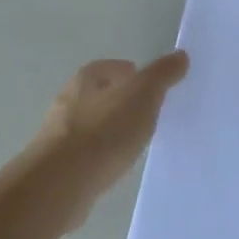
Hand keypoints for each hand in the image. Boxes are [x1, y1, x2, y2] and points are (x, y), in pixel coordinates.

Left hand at [34, 52, 189, 198]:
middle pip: (96, 95)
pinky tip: (114, 166)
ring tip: (134, 140)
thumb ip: (162, 75)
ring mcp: (58, 136)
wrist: (60, 183)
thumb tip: (181, 55)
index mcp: (84, 80)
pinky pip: (85, 154)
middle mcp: (66, 103)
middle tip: (146, 111)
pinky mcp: (58, 166)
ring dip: (109, 129)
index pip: (106, 67)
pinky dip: (100, 155)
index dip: (127, 72)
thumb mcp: (142, 96)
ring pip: (89, 125)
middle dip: (118, 101)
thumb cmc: (104, 131)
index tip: (147, 84)